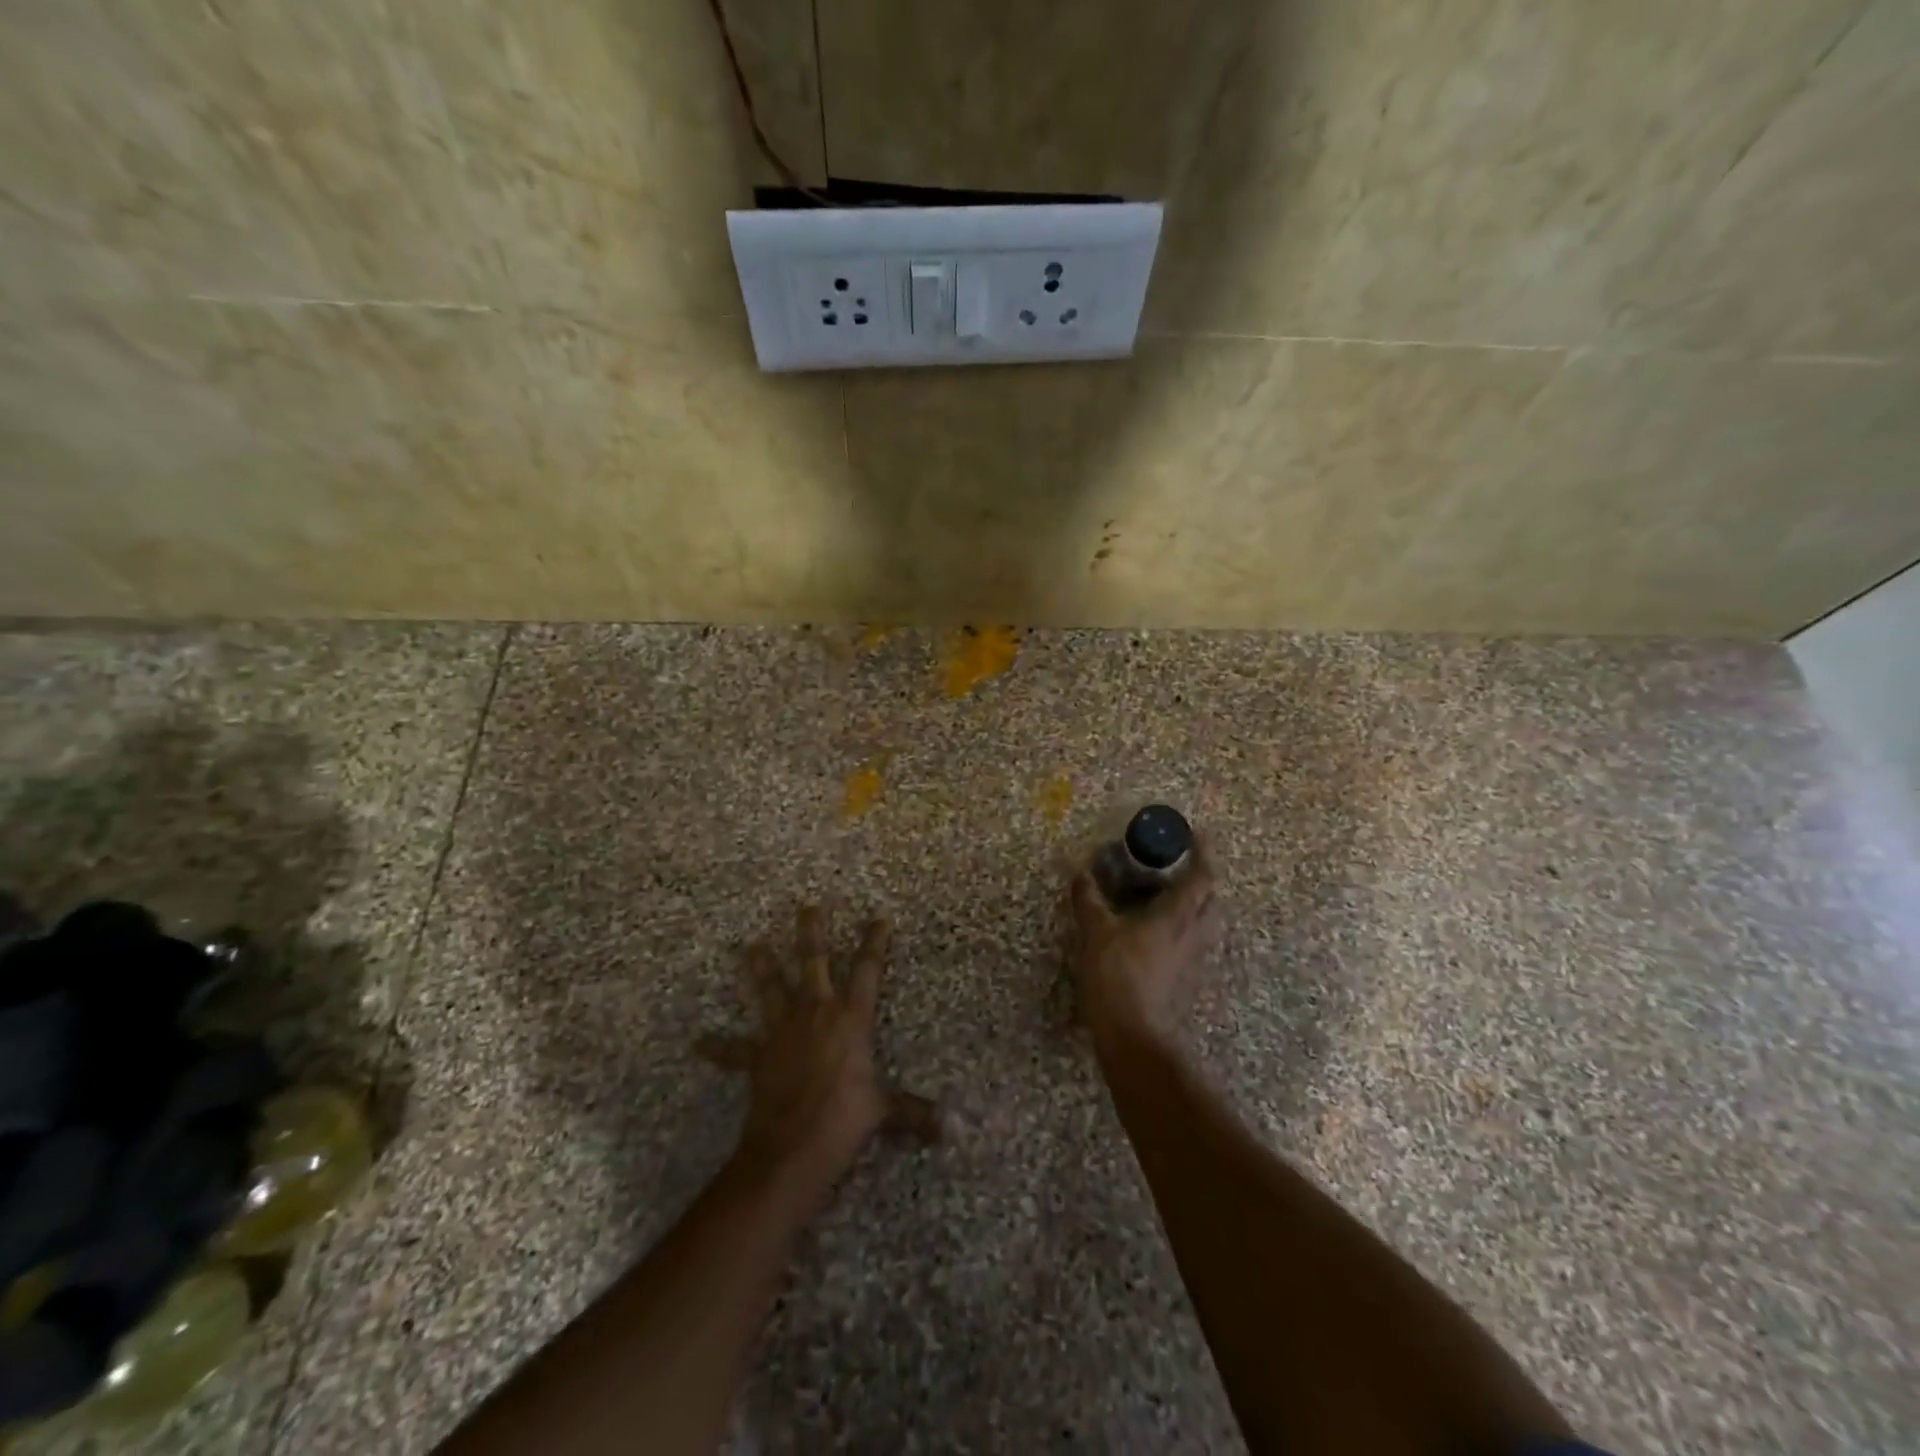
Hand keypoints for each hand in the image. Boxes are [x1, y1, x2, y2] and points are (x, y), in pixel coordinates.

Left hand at [697, 907, 936, 1201]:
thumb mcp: (883, 1112)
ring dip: (761, 967)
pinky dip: (718, 1047)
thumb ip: (914, 1114)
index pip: (868, 970)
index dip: (874, 942)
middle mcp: (816, 1013)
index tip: (879, 917)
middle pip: (814, 962)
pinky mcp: (758, 1055)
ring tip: (750, 945)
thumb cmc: (844, 1120)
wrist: (792, 1147)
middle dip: (812, 933)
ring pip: (771, 988)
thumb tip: (950, 1130)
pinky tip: (699, 1042)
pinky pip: (735, 1050)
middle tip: (808, 907)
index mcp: (851, 1018)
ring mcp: (783, 1031)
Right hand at [1069, 834, 1220, 1050]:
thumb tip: (1082, 873)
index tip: (1196, 834)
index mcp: (1177, 916)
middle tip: (1179, 867)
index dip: (1203, 852)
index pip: (1202, 876)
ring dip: (1195, 906)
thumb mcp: (1096, 933)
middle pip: (1212, 900)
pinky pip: (1193, 944)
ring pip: (1206, 923)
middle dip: (1202, 880)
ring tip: (1168, 897)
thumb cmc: (1118, 976)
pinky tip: (1158, 933)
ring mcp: (1194, 959)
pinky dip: (1183, 929)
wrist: (1134, 1035)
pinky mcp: (1187, 979)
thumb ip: (1089, 901)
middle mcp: (1194, 934)